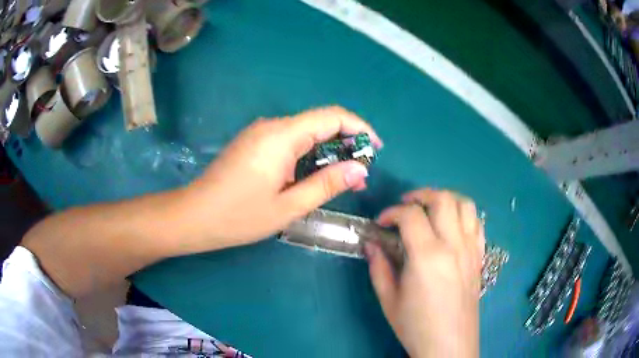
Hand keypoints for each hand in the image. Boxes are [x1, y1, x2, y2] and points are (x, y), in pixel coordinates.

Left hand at [181, 106, 382, 250]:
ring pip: (306, 132)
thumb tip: (359, 169)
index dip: (359, 128)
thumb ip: (326, 184)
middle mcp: (272, 126)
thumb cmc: (238, 216)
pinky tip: (315, 175)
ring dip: (328, 151)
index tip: (375, 150)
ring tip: (343, 179)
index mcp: (282, 136)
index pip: (332, 116)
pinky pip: (290, 141)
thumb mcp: (288, 206)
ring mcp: (261, 133)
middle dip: (346, 143)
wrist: (193, 216)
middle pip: (320, 122)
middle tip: (361, 173)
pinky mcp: (254, 143)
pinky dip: (309, 154)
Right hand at [366, 189, 484, 357]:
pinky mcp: (479, 257)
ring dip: (445, 199)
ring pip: (465, 205)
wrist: (449, 345)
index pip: (411, 215)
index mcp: (427, 256)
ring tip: (430, 209)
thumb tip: (371, 243)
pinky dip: (463, 215)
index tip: (381, 223)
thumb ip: (378, 267)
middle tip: (405, 206)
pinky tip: (451, 227)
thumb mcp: (388, 299)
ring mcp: (471, 249)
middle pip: (442, 199)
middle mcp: (454, 245)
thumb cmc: (416, 326)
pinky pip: (478, 223)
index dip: (392, 212)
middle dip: (420, 195)